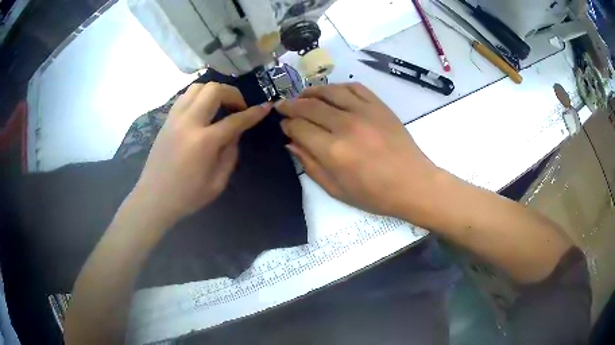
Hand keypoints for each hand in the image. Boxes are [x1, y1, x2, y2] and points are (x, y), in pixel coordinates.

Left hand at [132, 82, 270, 225]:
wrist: (154, 198)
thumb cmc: (187, 196)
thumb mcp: (217, 183)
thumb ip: (230, 154)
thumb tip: (235, 133)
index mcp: (204, 142)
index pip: (235, 120)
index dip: (254, 113)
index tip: (266, 107)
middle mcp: (188, 123)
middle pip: (214, 90)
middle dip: (232, 93)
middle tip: (238, 107)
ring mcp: (175, 118)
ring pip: (198, 87)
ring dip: (214, 91)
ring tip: (220, 105)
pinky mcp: (167, 120)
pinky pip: (185, 97)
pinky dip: (199, 96)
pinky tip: (203, 110)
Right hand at [276, 83, 440, 218]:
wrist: (412, 184)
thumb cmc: (374, 194)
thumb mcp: (336, 189)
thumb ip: (310, 165)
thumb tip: (291, 143)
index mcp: (333, 151)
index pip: (299, 127)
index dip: (287, 125)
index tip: (283, 125)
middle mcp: (345, 125)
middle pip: (309, 106)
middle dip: (291, 105)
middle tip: (283, 106)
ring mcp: (364, 112)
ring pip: (330, 91)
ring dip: (311, 91)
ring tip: (303, 95)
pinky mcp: (379, 106)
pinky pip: (354, 87)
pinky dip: (338, 87)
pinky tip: (332, 92)